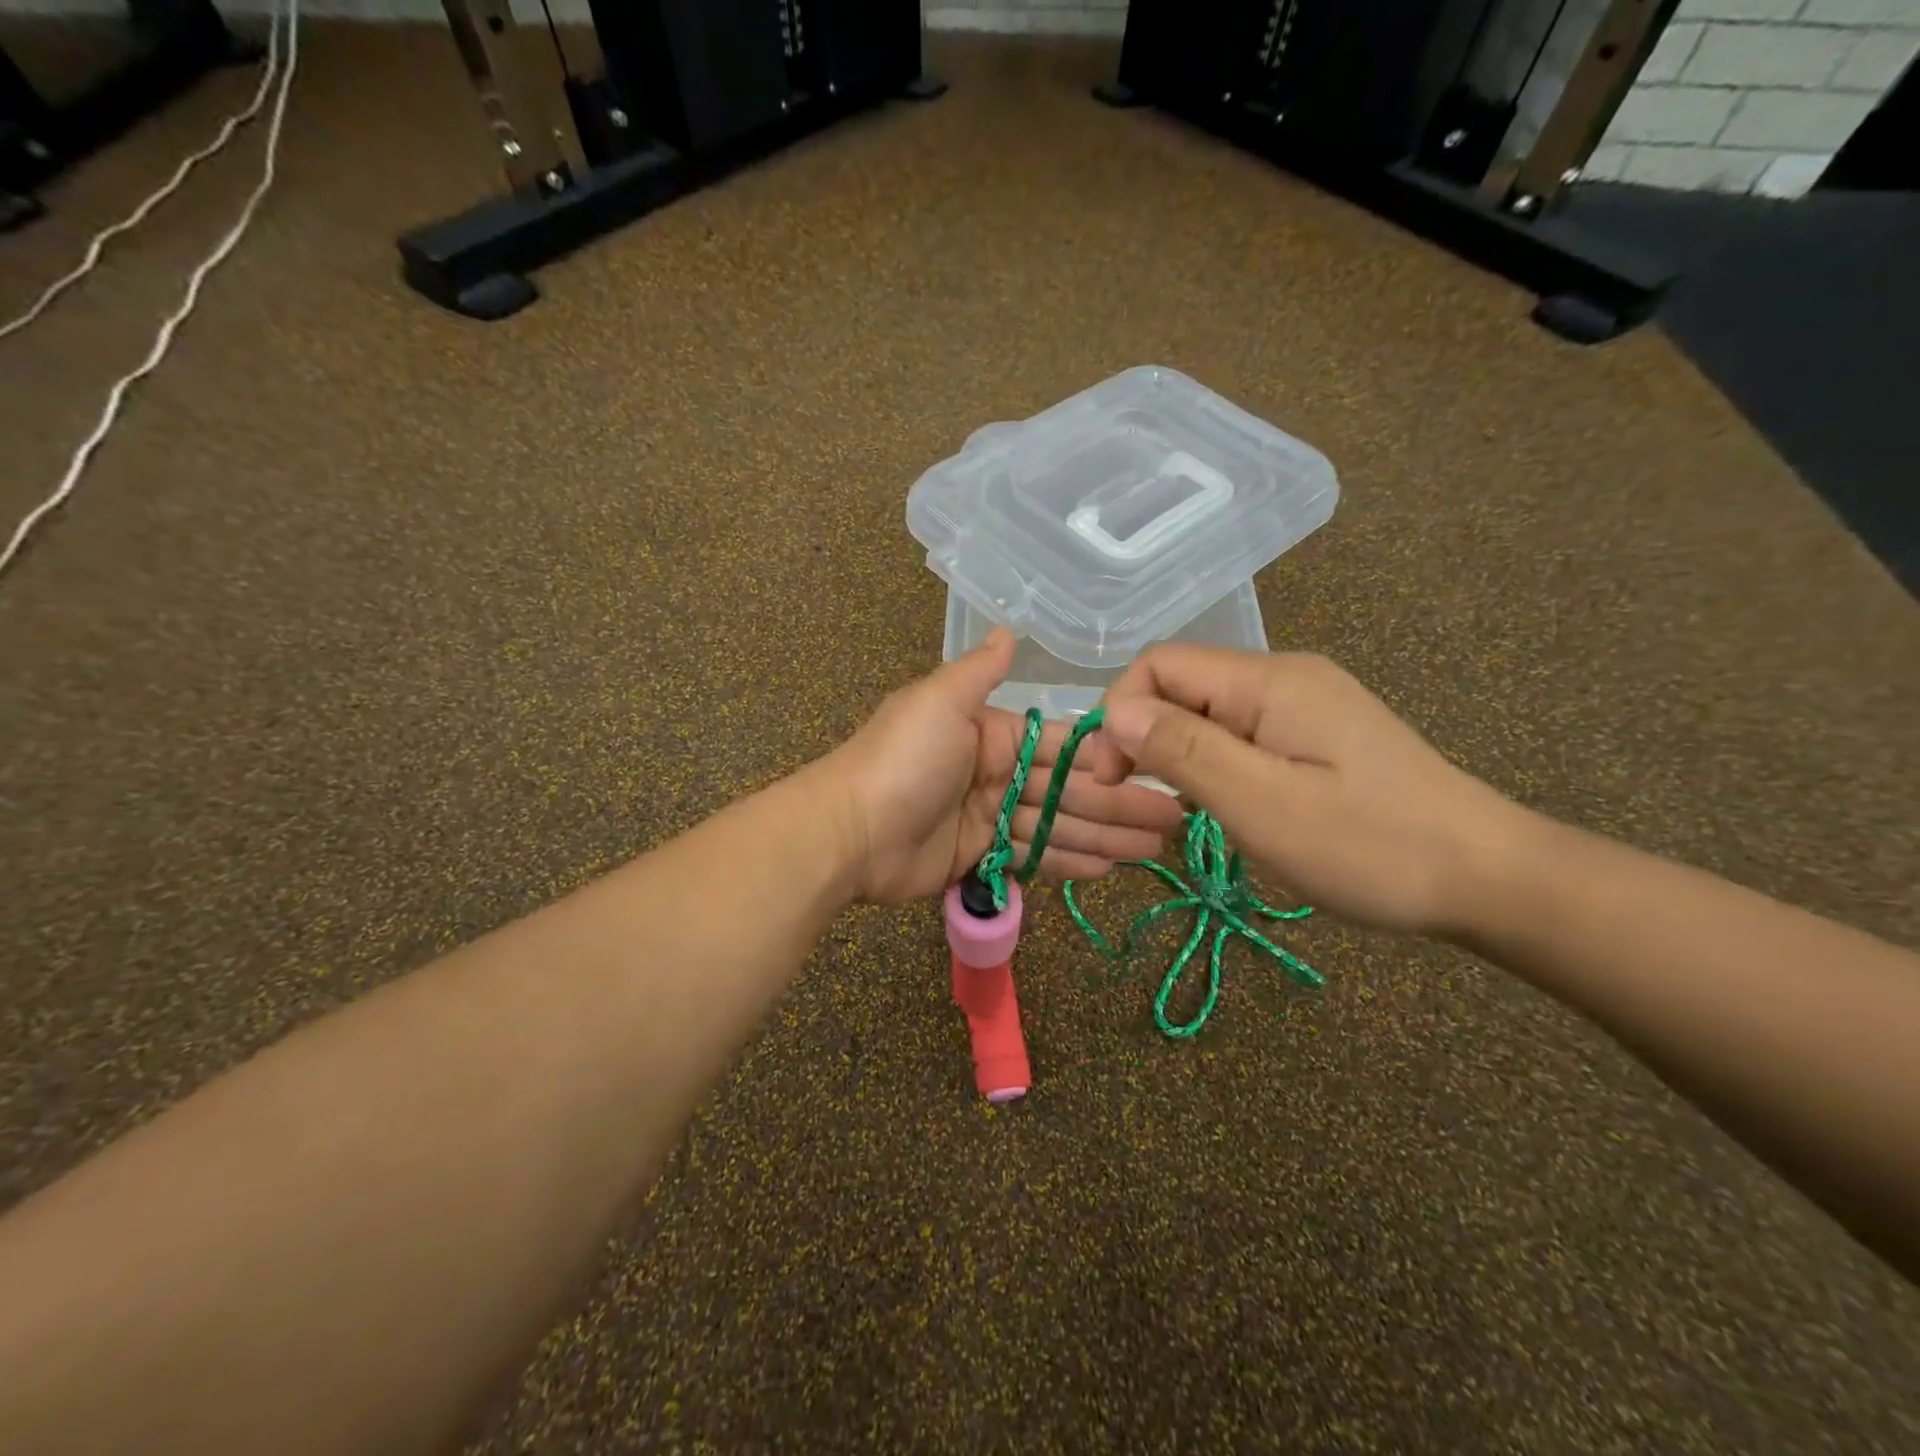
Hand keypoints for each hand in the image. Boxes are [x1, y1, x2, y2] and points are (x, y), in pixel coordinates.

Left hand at [823, 630, 1187, 904]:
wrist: (847, 832)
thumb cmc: (901, 760)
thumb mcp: (939, 701)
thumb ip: (978, 671)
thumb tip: (1008, 629)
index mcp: (989, 732)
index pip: (1060, 745)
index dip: (1106, 759)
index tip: (1154, 769)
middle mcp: (992, 771)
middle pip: (1067, 789)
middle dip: (1118, 804)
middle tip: (1171, 822)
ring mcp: (985, 816)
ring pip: (1055, 825)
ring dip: (1104, 836)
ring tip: (1154, 850)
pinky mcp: (975, 855)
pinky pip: (1029, 856)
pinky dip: (1066, 862)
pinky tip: (1108, 870)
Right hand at [1091, 648, 1525, 936]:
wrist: (1488, 878)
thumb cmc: (1371, 846)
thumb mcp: (1262, 805)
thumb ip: (1184, 750)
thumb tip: (1115, 712)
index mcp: (1269, 681)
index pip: (1160, 664)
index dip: (1121, 711)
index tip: (1115, 777)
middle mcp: (1284, 676)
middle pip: (1181, 684)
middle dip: (1145, 735)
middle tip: (1143, 800)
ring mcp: (1305, 703)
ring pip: (1208, 711)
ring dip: (1179, 753)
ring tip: (1185, 810)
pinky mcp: (1317, 732)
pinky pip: (1240, 732)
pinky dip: (1214, 763)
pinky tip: (1226, 804)